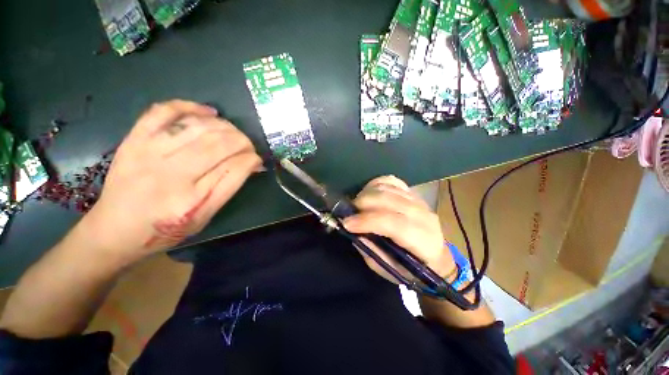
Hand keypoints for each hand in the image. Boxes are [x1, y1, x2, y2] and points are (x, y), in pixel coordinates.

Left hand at [80, 100, 262, 262]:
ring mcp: (149, 154)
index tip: (257, 159)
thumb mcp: (205, 217)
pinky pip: (164, 112)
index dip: (252, 159)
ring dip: (226, 126)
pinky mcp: (134, 140)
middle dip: (243, 141)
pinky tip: (208, 113)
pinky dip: (190, 107)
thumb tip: (251, 163)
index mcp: (193, 202)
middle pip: (220, 145)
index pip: (235, 169)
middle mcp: (172, 176)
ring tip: (233, 132)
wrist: (114, 229)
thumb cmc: (165, 230)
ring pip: (199, 127)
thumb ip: (229, 187)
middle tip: (248, 146)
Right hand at [342, 176, 455, 283]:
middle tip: (349, 212)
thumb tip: (354, 232)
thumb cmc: (411, 269)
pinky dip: (376, 184)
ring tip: (358, 205)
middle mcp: (424, 216)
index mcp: (423, 241)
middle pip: (389, 200)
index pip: (394, 224)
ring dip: (367, 194)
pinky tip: (369, 193)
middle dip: (363, 203)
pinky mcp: (413, 193)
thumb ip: (372, 251)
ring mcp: (419, 201)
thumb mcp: (390, 270)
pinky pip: (391, 181)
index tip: (346, 223)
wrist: (435, 257)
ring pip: (388, 187)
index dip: (367, 221)